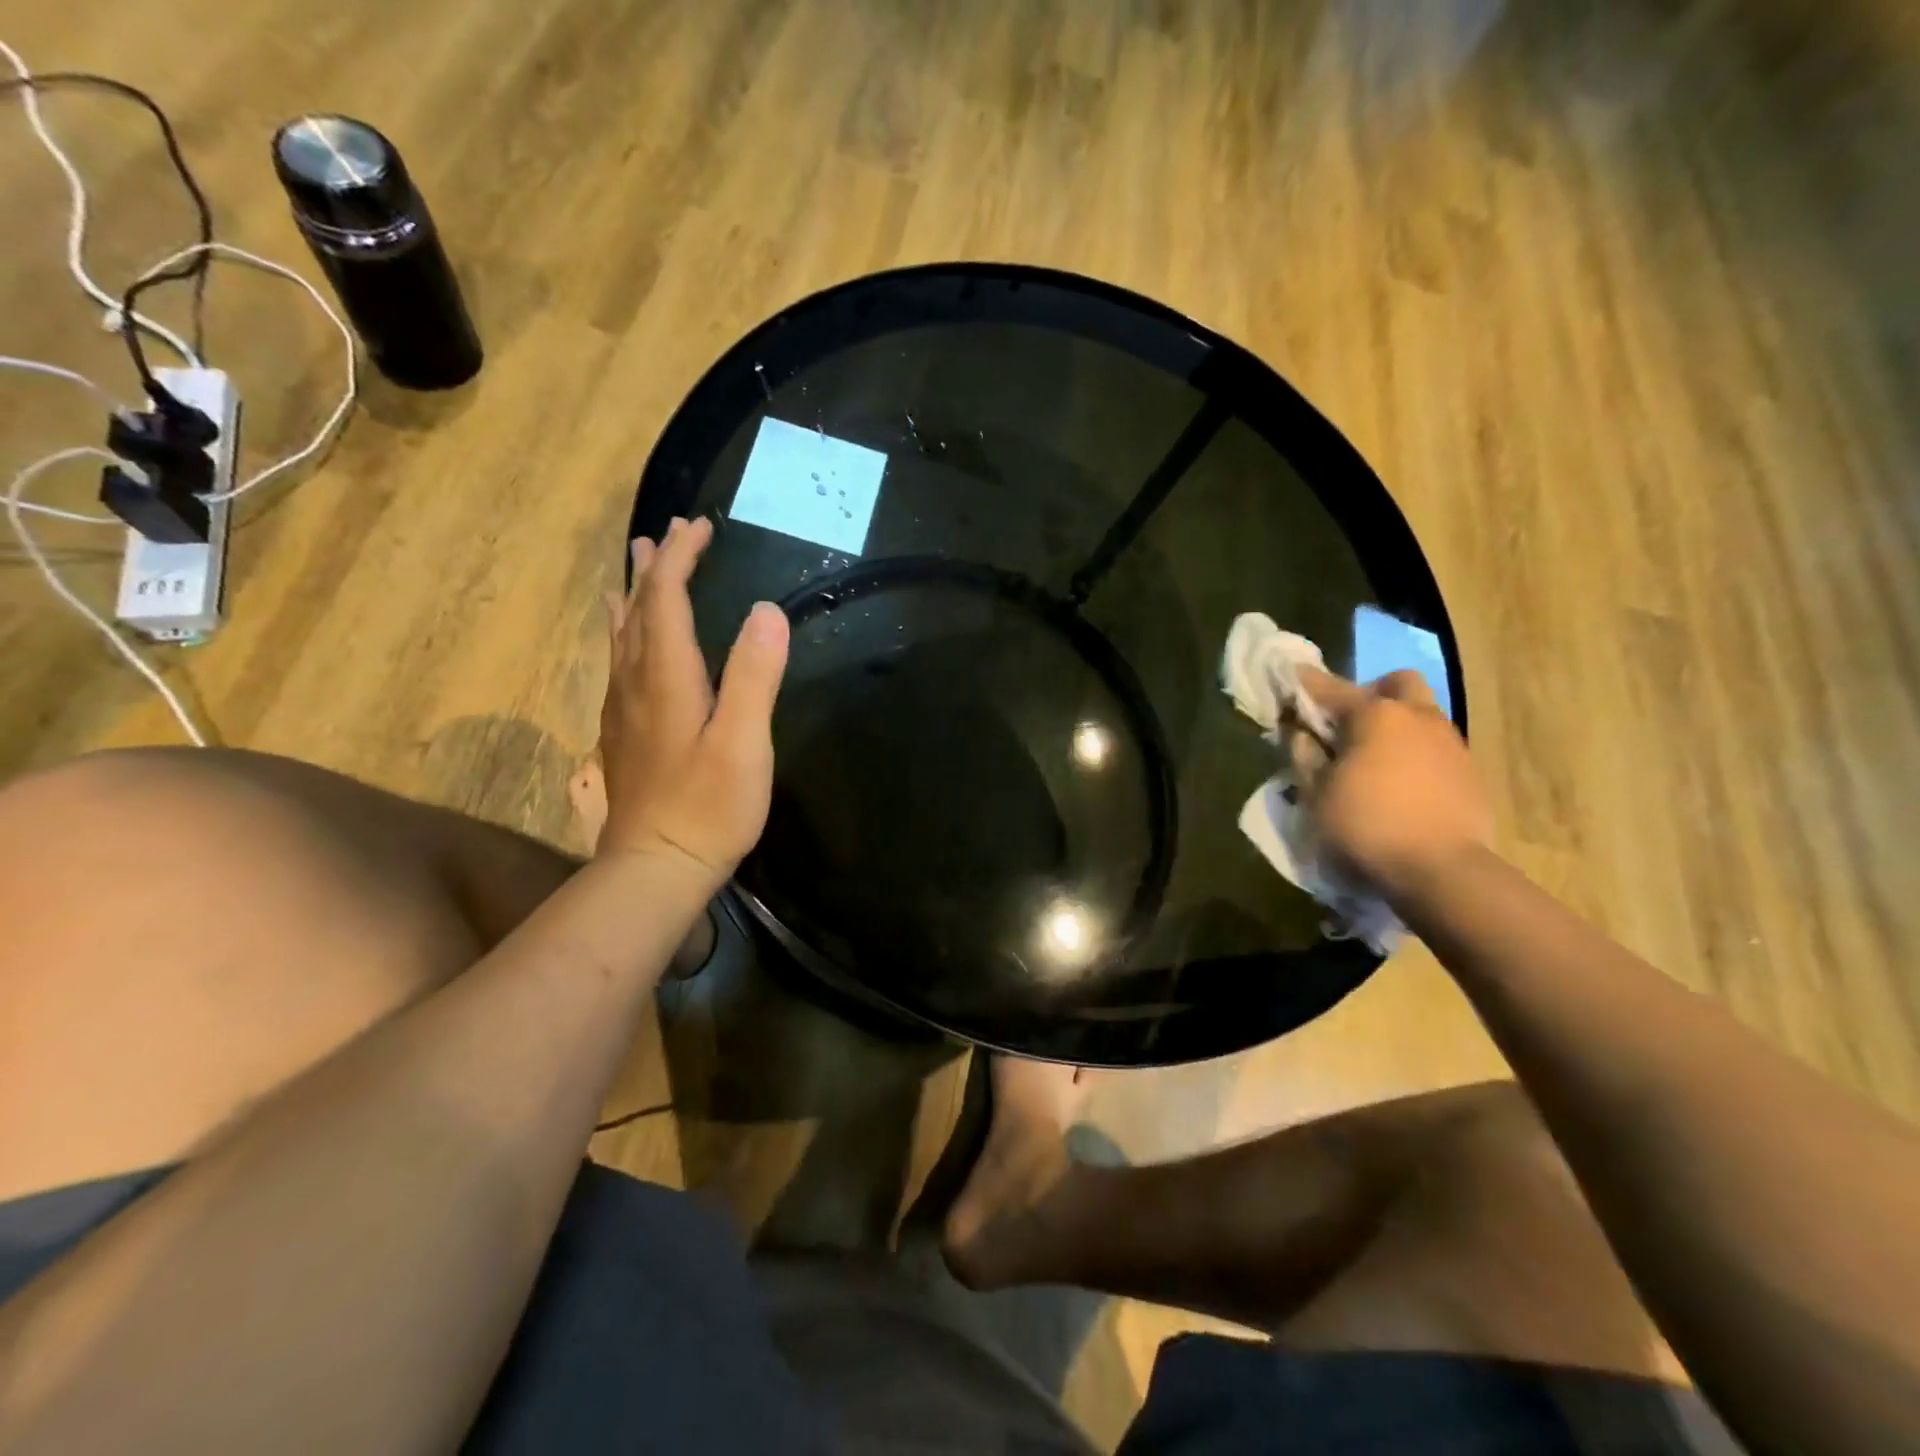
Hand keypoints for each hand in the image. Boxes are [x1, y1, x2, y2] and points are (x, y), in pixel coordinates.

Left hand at [597, 516, 789, 884]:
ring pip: (622, 635)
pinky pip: (619, 662)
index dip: (681, 559)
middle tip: (668, 532)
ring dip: (634, 595)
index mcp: (667, 677)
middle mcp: (636, 682)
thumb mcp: (743, 742)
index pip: (667, 600)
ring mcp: (624, 709)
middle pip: (639, 610)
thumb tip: (766, 610)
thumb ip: (754, 675)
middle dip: (655, 567)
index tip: (699, 526)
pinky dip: (625, 633)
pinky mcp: (624, 733)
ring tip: (636, 566)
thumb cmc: (708, 806)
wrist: (654, 867)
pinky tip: (626, 640)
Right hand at [1290, 667, 1493, 902]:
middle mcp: (1417, 715)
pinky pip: (1436, 744)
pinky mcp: (1470, 770)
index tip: (1289, 679)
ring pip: (1421, 712)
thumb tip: (1300, 731)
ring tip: (1374, 758)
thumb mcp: (1316, 793)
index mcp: (1375, 715)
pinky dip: (1415, 751)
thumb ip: (1303, 754)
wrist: (1444, 870)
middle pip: (1395, 683)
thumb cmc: (1366, 825)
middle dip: (1371, 693)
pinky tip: (1401, 783)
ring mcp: (1450, 741)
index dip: (1304, 683)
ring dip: (1396, 723)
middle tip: (1348, 723)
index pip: (1329, 687)